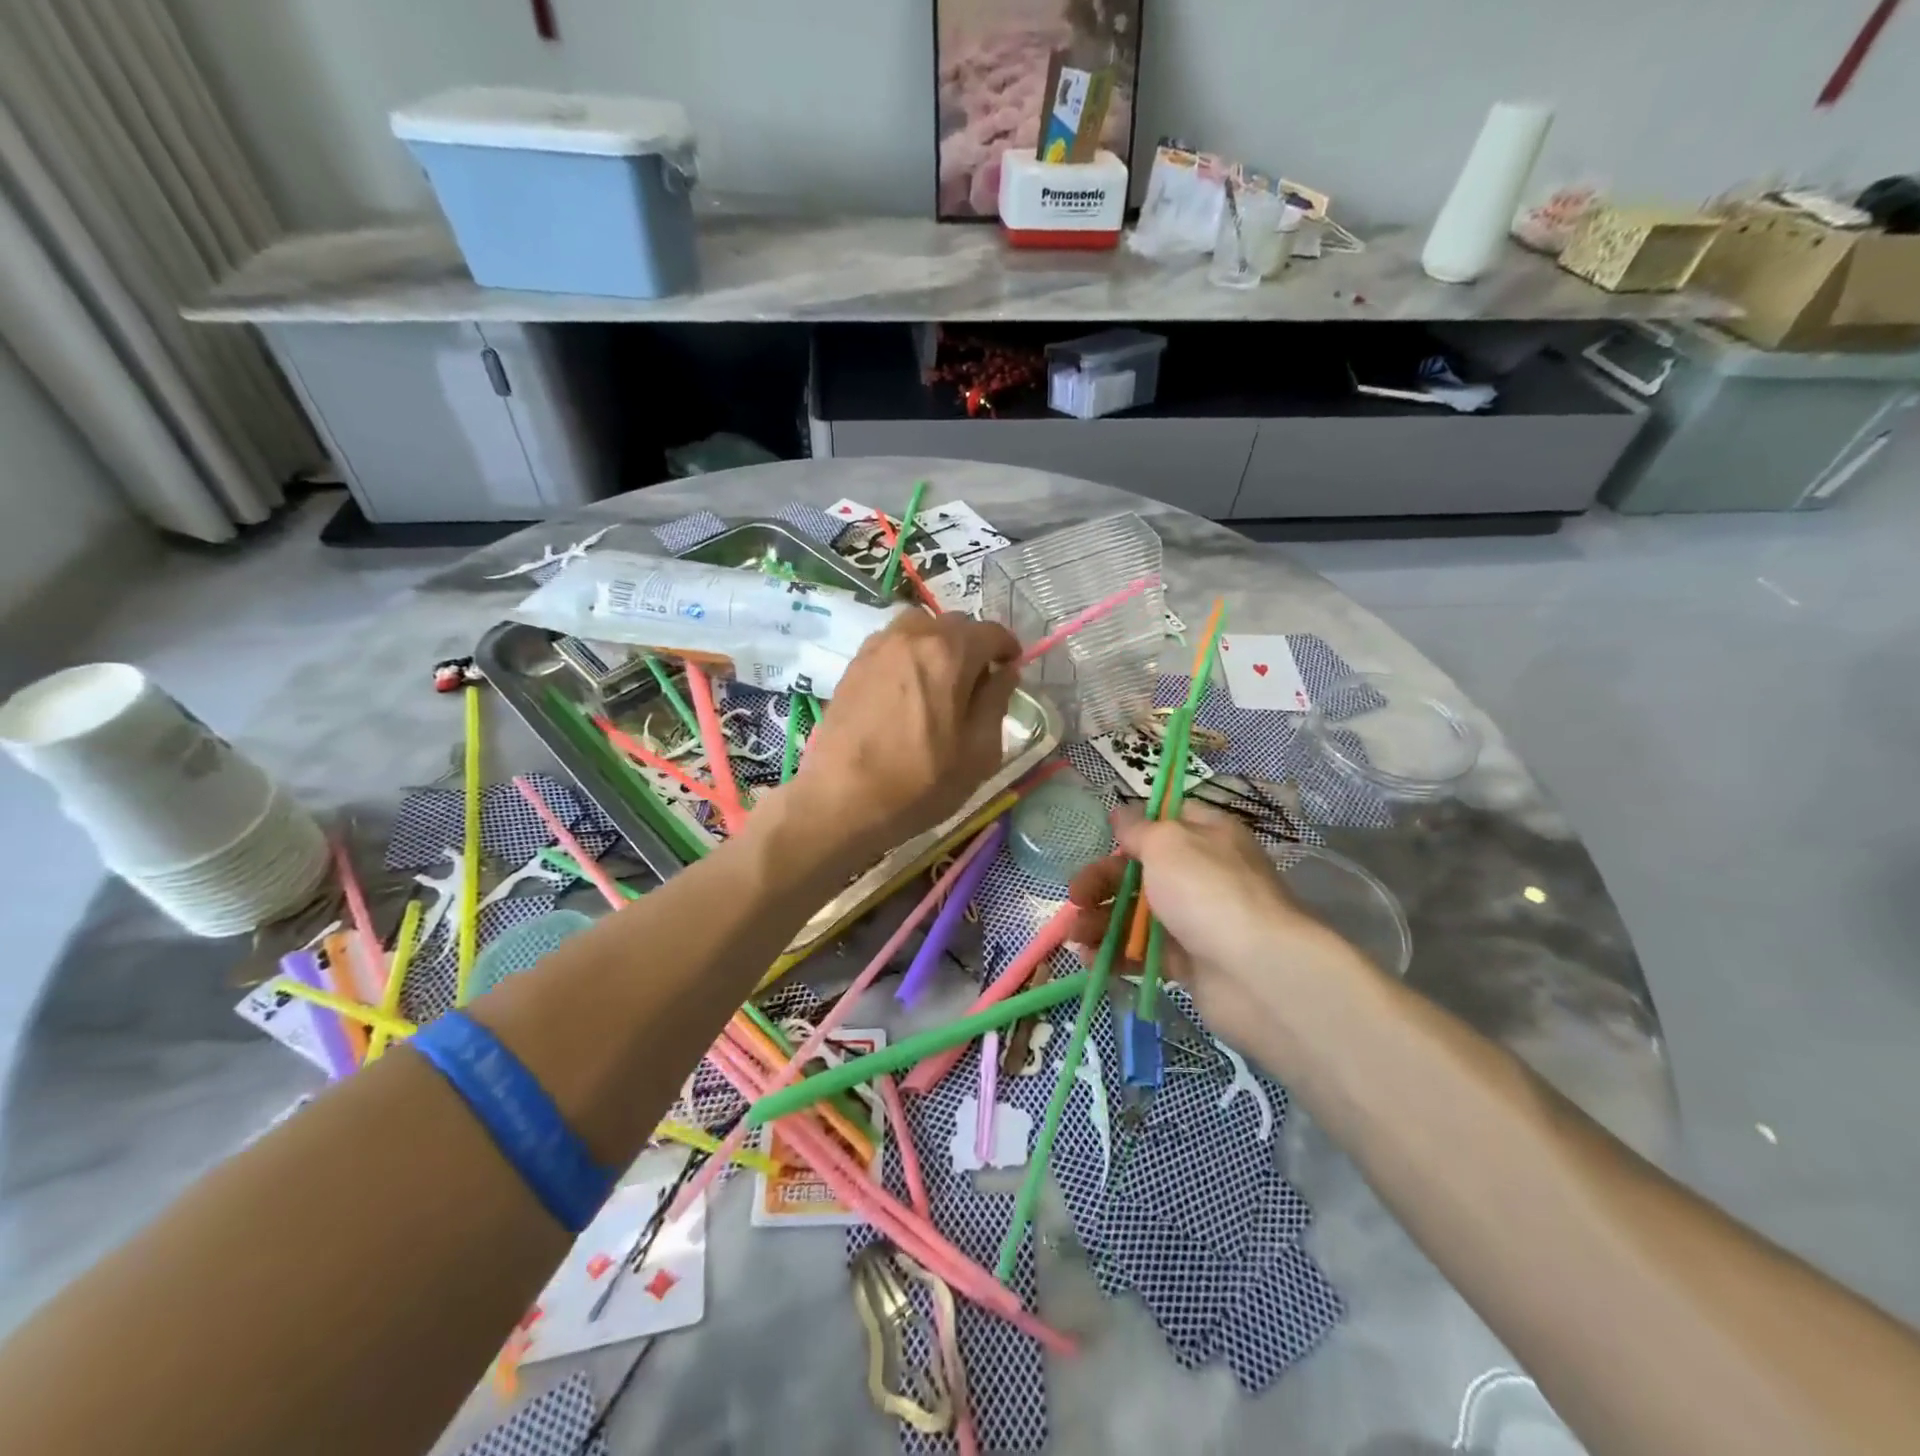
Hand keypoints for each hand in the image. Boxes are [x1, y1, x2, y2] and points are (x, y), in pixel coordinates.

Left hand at [791, 612, 1019, 858]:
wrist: (842, 800)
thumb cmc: (920, 782)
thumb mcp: (979, 752)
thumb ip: (996, 702)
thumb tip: (1005, 672)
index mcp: (949, 653)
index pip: (991, 632)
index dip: (1007, 649)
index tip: (1011, 670)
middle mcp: (912, 637)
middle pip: (954, 624)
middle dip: (973, 646)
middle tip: (977, 683)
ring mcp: (877, 647)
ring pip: (919, 629)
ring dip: (938, 645)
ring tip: (939, 682)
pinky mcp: (853, 665)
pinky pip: (891, 644)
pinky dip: (908, 655)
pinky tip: (907, 691)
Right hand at [1065, 804, 1378, 1054]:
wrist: (1255, 972)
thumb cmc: (1207, 891)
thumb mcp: (1167, 843)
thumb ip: (1139, 829)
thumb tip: (1121, 811)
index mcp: (1206, 836)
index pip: (1168, 820)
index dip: (1134, 828)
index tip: (1105, 838)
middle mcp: (1203, 874)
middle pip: (1141, 870)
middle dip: (1102, 881)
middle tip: (1075, 895)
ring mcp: (1195, 920)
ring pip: (1138, 913)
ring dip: (1101, 920)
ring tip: (1075, 933)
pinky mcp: (1188, 963)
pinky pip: (1144, 952)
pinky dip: (1115, 954)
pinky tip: (1089, 959)